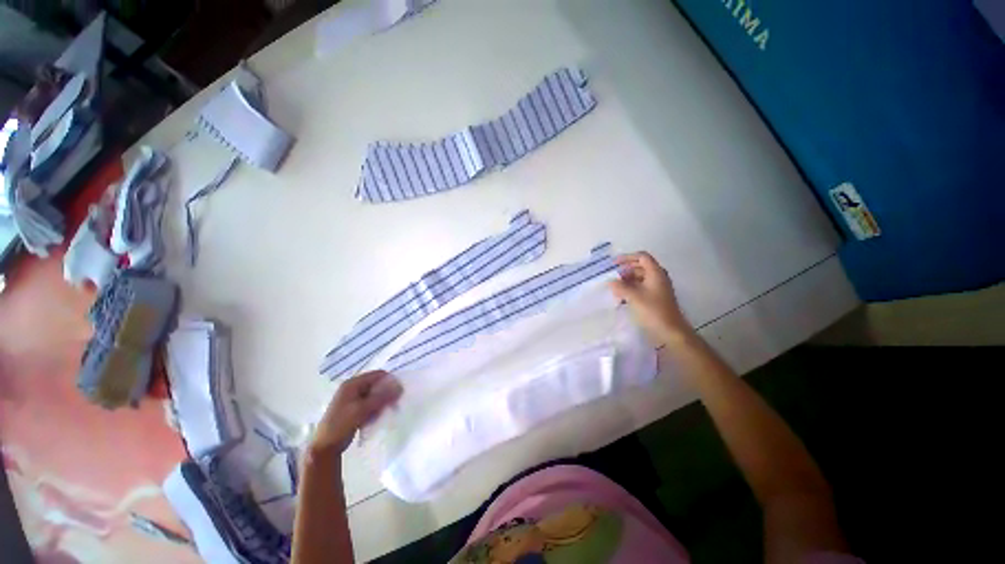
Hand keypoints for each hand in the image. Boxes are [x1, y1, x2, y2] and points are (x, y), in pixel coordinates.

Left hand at [311, 370, 402, 454]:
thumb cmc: (341, 425)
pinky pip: (371, 404)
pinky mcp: (354, 409)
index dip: (390, 381)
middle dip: (386, 394)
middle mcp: (353, 388)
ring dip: (382, 403)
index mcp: (352, 384)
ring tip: (383, 414)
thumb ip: (382, 397)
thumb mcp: (362, 409)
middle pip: (377, 385)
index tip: (399, 393)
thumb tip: (400, 386)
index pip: (378, 375)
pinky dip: (376, 409)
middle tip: (394, 405)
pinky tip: (375, 419)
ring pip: (375, 395)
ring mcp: (353, 399)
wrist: (324, 448)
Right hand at [609, 252, 692, 344]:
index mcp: (656, 273)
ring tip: (615, 288)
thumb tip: (610, 282)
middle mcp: (658, 277)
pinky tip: (622, 297)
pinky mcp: (656, 298)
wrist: (670, 331)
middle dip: (626, 270)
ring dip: (627, 281)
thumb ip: (620, 287)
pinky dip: (631, 289)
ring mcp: (658, 288)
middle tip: (613, 277)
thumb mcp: (634, 297)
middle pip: (641, 267)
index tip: (614, 264)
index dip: (627, 257)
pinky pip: (641, 288)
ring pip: (640, 278)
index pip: (642, 257)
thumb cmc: (653, 310)